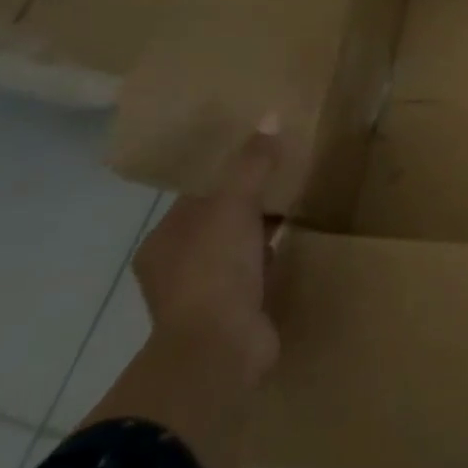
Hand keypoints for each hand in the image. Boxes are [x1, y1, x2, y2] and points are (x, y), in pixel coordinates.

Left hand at [132, 115, 282, 387]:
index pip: (200, 194)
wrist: (220, 351)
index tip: (267, 152)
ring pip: (240, 247)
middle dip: (252, 200)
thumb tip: (270, 116)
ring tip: (301, 203)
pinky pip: (258, 272)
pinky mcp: (236, 312)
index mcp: (166, 240)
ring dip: (264, 230)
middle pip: (221, 220)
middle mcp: (179, 266)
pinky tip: (299, 242)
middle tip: (291, 173)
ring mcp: (207, 293)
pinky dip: (275, 256)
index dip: (231, 172)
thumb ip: (252, 163)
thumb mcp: (233, 206)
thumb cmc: (214, 272)